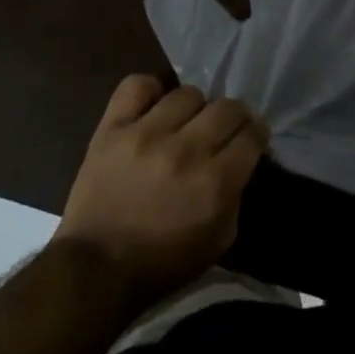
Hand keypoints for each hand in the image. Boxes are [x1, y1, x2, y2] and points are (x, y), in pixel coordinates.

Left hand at [55, 76, 268, 307]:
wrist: (97, 268)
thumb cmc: (163, 263)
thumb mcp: (219, 240)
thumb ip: (235, 196)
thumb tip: (241, 161)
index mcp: (214, 183)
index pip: (251, 136)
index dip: (257, 134)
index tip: (253, 137)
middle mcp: (185, 151)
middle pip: (227, 108)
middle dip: (235, 116)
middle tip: (226, 128)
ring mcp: (145, 134)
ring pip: (187, 94)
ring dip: (194, 108)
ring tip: (186, 122)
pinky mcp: (112, 128)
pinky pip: (136, 86)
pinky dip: (149, 91)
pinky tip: (153, 107)